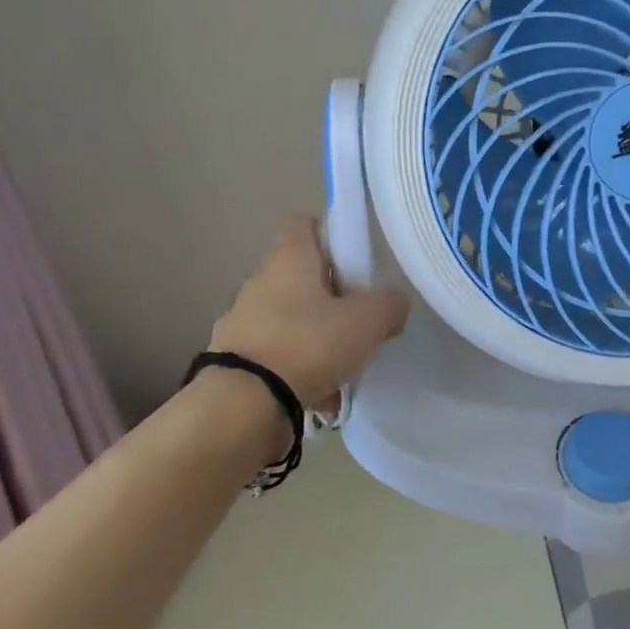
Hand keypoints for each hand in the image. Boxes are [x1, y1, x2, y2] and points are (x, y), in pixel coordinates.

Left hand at [209, 216, 408, 407]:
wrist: (244, 404)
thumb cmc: (309, 343)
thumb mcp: (368, 321)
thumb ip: (389, 305)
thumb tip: (394, 304)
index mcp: (291, 258)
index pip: (306, 224)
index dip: (333, 233)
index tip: (356, 259)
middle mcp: (261, 281)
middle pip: (303, 276)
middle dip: (333, 296)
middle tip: (360, 319)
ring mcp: (243, 321)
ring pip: (292, 320)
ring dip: (318, 338)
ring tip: (345, 368)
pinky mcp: (235, 359)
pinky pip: (279, 356)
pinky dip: (301, 371)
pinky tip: (322, 398)